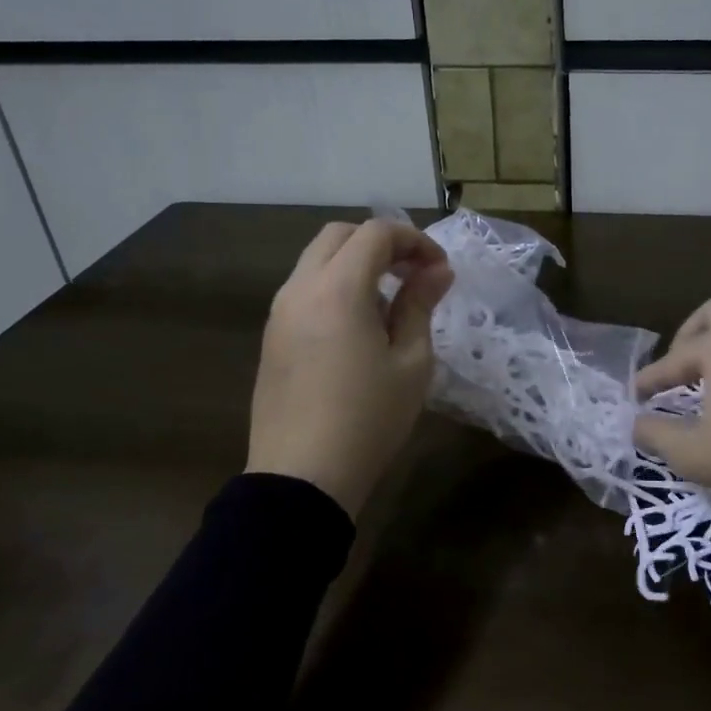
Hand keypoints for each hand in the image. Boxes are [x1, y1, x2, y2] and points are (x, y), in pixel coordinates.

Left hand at [246, 219, 453, 516]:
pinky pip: (304, 289)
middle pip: (339, 236)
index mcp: (338, 289)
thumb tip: (437, 271)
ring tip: (389, 301)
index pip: (375, 233)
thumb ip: (420, 305)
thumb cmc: (368, 419)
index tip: (439, 270)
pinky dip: (335, 285)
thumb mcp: (411, 363)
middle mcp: (300, 288)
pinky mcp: (271, 336)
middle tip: (414, 273)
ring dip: (355, 263)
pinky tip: (358, 326)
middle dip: (381, 243)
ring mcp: (279, 312)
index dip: (414, 240)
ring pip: (317, 260)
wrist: (301, 478)